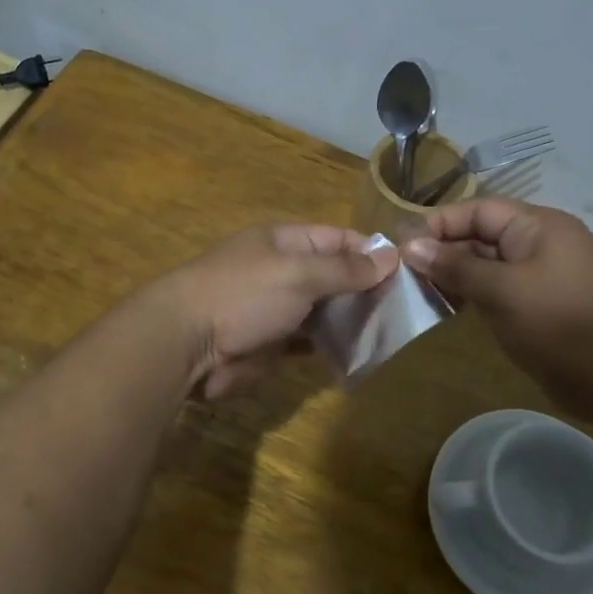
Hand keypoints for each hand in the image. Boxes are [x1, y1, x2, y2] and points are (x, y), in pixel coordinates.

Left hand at [159, 225, 397, 398]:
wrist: (186, 344)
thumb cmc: (243, 295)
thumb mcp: (299, 273)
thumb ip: (345, 268)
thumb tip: (390, 255)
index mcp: (285, 242)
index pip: (338, 239)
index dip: (371, 252)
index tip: (406, 271)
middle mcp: (283, 271)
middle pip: (334, 276)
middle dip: (366, 290)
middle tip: (406, 309)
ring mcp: (277, 308)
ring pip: (325, 311)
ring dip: (353, 320)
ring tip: (392, 333)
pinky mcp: (273, 343)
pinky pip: (311, 342)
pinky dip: (333, 347)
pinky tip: (361, 354)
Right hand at [403, 199, 592, 420]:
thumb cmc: (562, 323)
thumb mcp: (504, 291)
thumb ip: (456, 267)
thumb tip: (410, 245)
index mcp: (537, 227)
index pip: (478, 210)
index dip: (439, 223)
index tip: (401, 244)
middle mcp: (538, 245)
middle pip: (480, 236)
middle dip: (442, 250)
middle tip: (401, 272)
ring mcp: (538, 277)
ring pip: (486, 266)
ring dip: (453, 276)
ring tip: (415, 291)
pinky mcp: (537, 307)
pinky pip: (496, 291)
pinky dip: (470, 296)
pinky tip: (445, 308)